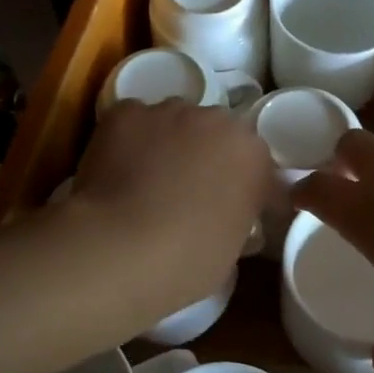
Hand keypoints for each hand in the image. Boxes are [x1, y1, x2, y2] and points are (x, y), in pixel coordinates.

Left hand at [69, 99, 274, 320]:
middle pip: (215, 134)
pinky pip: (134, 122)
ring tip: (146, 181)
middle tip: (187, 194)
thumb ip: (237, 220)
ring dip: (168, 144)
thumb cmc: (185, 261)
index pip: (257, 165)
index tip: (232, 213)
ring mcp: (168, 111)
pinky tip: (116, 170)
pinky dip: (129, 140)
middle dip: (206, 157)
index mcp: (252, 155)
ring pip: (174, 122)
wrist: (118, 248)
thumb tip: (225, 218)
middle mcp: (216, 120)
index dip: (244, 189)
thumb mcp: (231, 252)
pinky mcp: (125, 112)